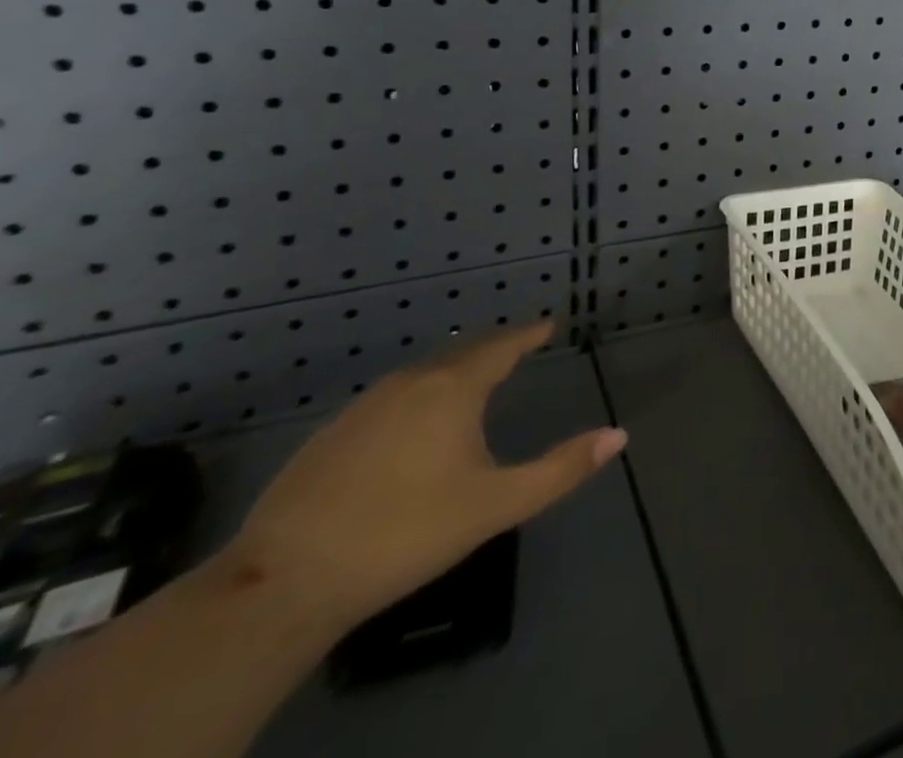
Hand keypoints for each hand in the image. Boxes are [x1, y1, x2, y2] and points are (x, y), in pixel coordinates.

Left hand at [219, 320, 625, 630]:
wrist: (284, 580)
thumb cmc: (406, 534)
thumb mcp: (496, 504)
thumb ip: (560, 469)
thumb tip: (619, 435)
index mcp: (454, 388)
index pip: (503, 345)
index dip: (528, 333)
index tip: (548, 322)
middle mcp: (411, 382)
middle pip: (463, 351)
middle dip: (495, 346)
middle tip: (518, 346)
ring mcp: (365, 404)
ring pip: (424, 372)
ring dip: (455, 367)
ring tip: (474, 376)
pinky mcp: (332, 433)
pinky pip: (393, 395)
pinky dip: (419, 392)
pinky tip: (415, 420)